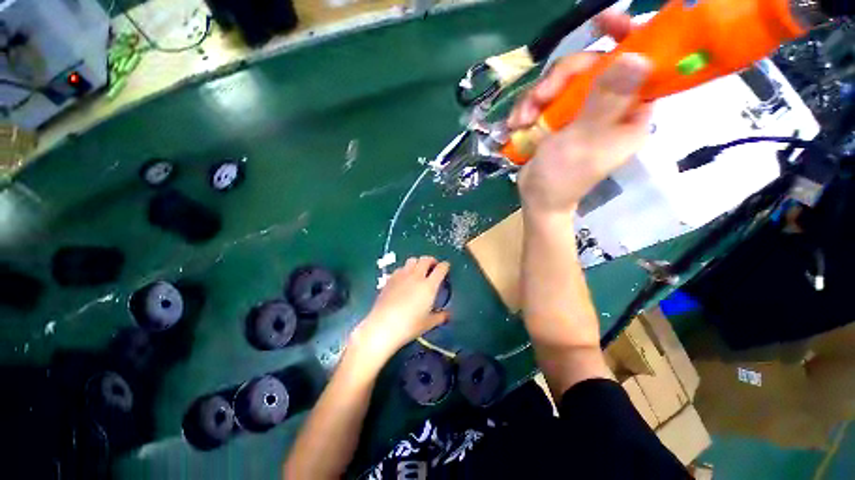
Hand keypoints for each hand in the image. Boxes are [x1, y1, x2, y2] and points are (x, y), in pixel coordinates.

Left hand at [350, 257, 449, 359]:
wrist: (383, 326)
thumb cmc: (409, 326)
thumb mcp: (428, 324)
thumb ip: (441, 317)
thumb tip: (448, 315)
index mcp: (429, 286)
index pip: (440, 268)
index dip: (445, 266)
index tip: (446, 267)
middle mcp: (416, 276)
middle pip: (426, 259)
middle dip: (432, 261)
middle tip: (433, 267)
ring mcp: (402, 276)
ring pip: (412, 260)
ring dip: (418, 263)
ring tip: (419, 271)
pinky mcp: (390, 279)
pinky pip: (400, 268)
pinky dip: (406, 270)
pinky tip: (404, 279)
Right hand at [509, 12, 652, 216]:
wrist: (536, 198)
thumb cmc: (562, 177)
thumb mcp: (583, 140)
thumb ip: (605, 101)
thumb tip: (638, 57)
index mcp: (629, 112)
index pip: (641, 64)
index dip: (628, 39)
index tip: (606, 21)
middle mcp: (608, 106)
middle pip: (591, 67)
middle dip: (560, 78)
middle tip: (539, 96)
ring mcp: (581, 111)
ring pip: (562, 80)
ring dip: (537, 96)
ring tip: (521, 119)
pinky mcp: (558, 116)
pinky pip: (544, 96)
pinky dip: (528, 107)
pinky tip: (516, 123)